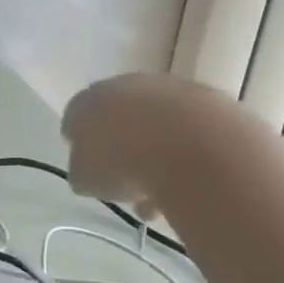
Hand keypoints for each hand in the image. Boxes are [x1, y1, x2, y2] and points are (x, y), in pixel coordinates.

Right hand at [60, 72, 218, 214]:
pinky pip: (190, 132)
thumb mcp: (85, 180)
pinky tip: (188, 184)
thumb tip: (90, 173)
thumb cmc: (122, 162)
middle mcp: (124, 87)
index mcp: (87, 102)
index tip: (87, 164)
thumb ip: (83, 173)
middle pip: (119, 118)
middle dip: (120, 146)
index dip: (79, 142)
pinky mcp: (208, 100)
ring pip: (157, 126)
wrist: (191, 146)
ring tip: (160, 194)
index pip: (74, 118)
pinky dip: (187, 155)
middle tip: (125, 179)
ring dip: (156, 154)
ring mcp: (169, 90)